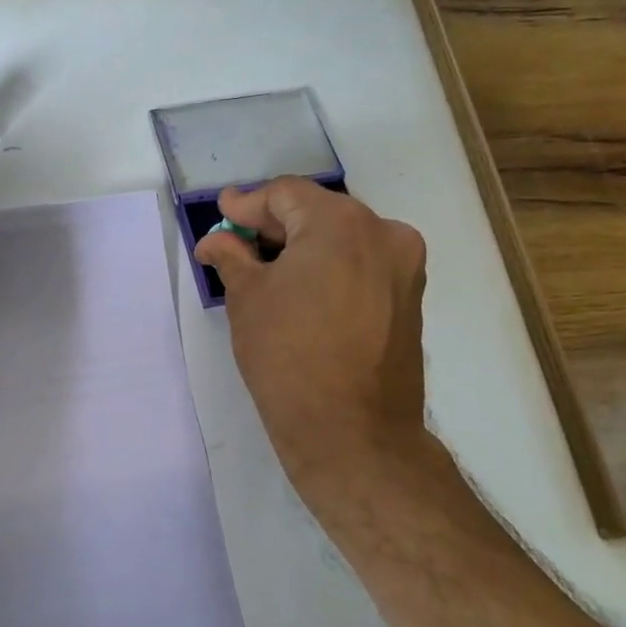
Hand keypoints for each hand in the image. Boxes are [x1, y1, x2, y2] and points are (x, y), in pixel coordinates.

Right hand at [195, 177, 427, 486]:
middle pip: (318, 213)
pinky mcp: (409, 299)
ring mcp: (404, 267)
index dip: (247, 204)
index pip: (286, 195)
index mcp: (341, 224)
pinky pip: (361, 265)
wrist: (351, 431)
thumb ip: (232, 256)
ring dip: (303, 247)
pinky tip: (300, 289)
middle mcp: (384, 233)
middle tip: (236, 242)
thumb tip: (216, 240)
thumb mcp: (247, 298)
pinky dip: (329, 267)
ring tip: (264, 269)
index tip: (221, 213)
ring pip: (343, 239)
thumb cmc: (288, 355)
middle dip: (274, 225)